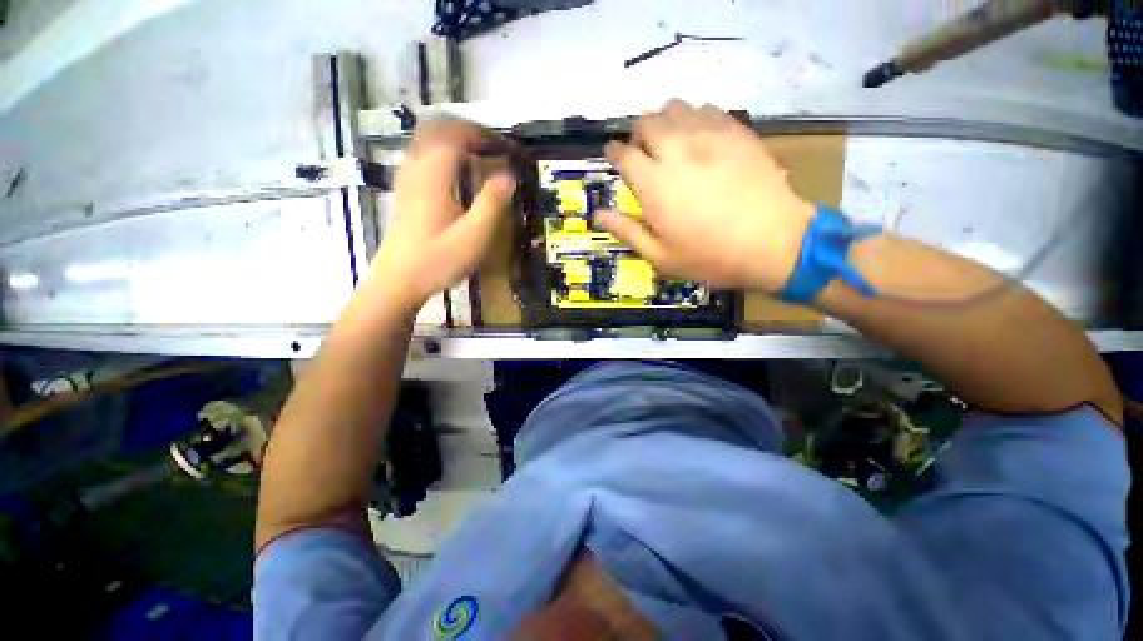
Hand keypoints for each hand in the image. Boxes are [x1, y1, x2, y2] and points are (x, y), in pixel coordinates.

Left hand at [367, 121, 515, 313]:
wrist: (399, 280)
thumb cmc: (438, 261)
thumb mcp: (474, 237)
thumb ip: (492, 204)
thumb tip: (509, 176)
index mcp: (433, 176)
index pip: (455, 134)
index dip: (482, 134)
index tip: (505, 147)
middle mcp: (416, 168)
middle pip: (437, 128)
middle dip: (468, 130)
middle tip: (493, 148)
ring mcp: (407, 178)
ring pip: (426, 139)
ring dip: (454, 138)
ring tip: (479, 156)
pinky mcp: (405, 190)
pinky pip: (421, 154)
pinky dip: (442, 151)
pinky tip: (456, 172)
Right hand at [597, 100, 813, 292]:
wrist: (772, 243)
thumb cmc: (709, 255)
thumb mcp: (660, 255)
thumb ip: (627, 231)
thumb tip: (598, 215)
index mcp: (654, 184)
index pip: (623, 154)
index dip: (613, 152)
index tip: (613, 155)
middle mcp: (677, 151)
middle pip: (647, 122)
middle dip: (637, 134)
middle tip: (642, 152)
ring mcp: (709, 136)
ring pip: (675, 107)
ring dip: (664, 121)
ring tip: (669, 141)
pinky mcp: (736, 132)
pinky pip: (707, 109)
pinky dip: (694, 117)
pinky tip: (699, 137)